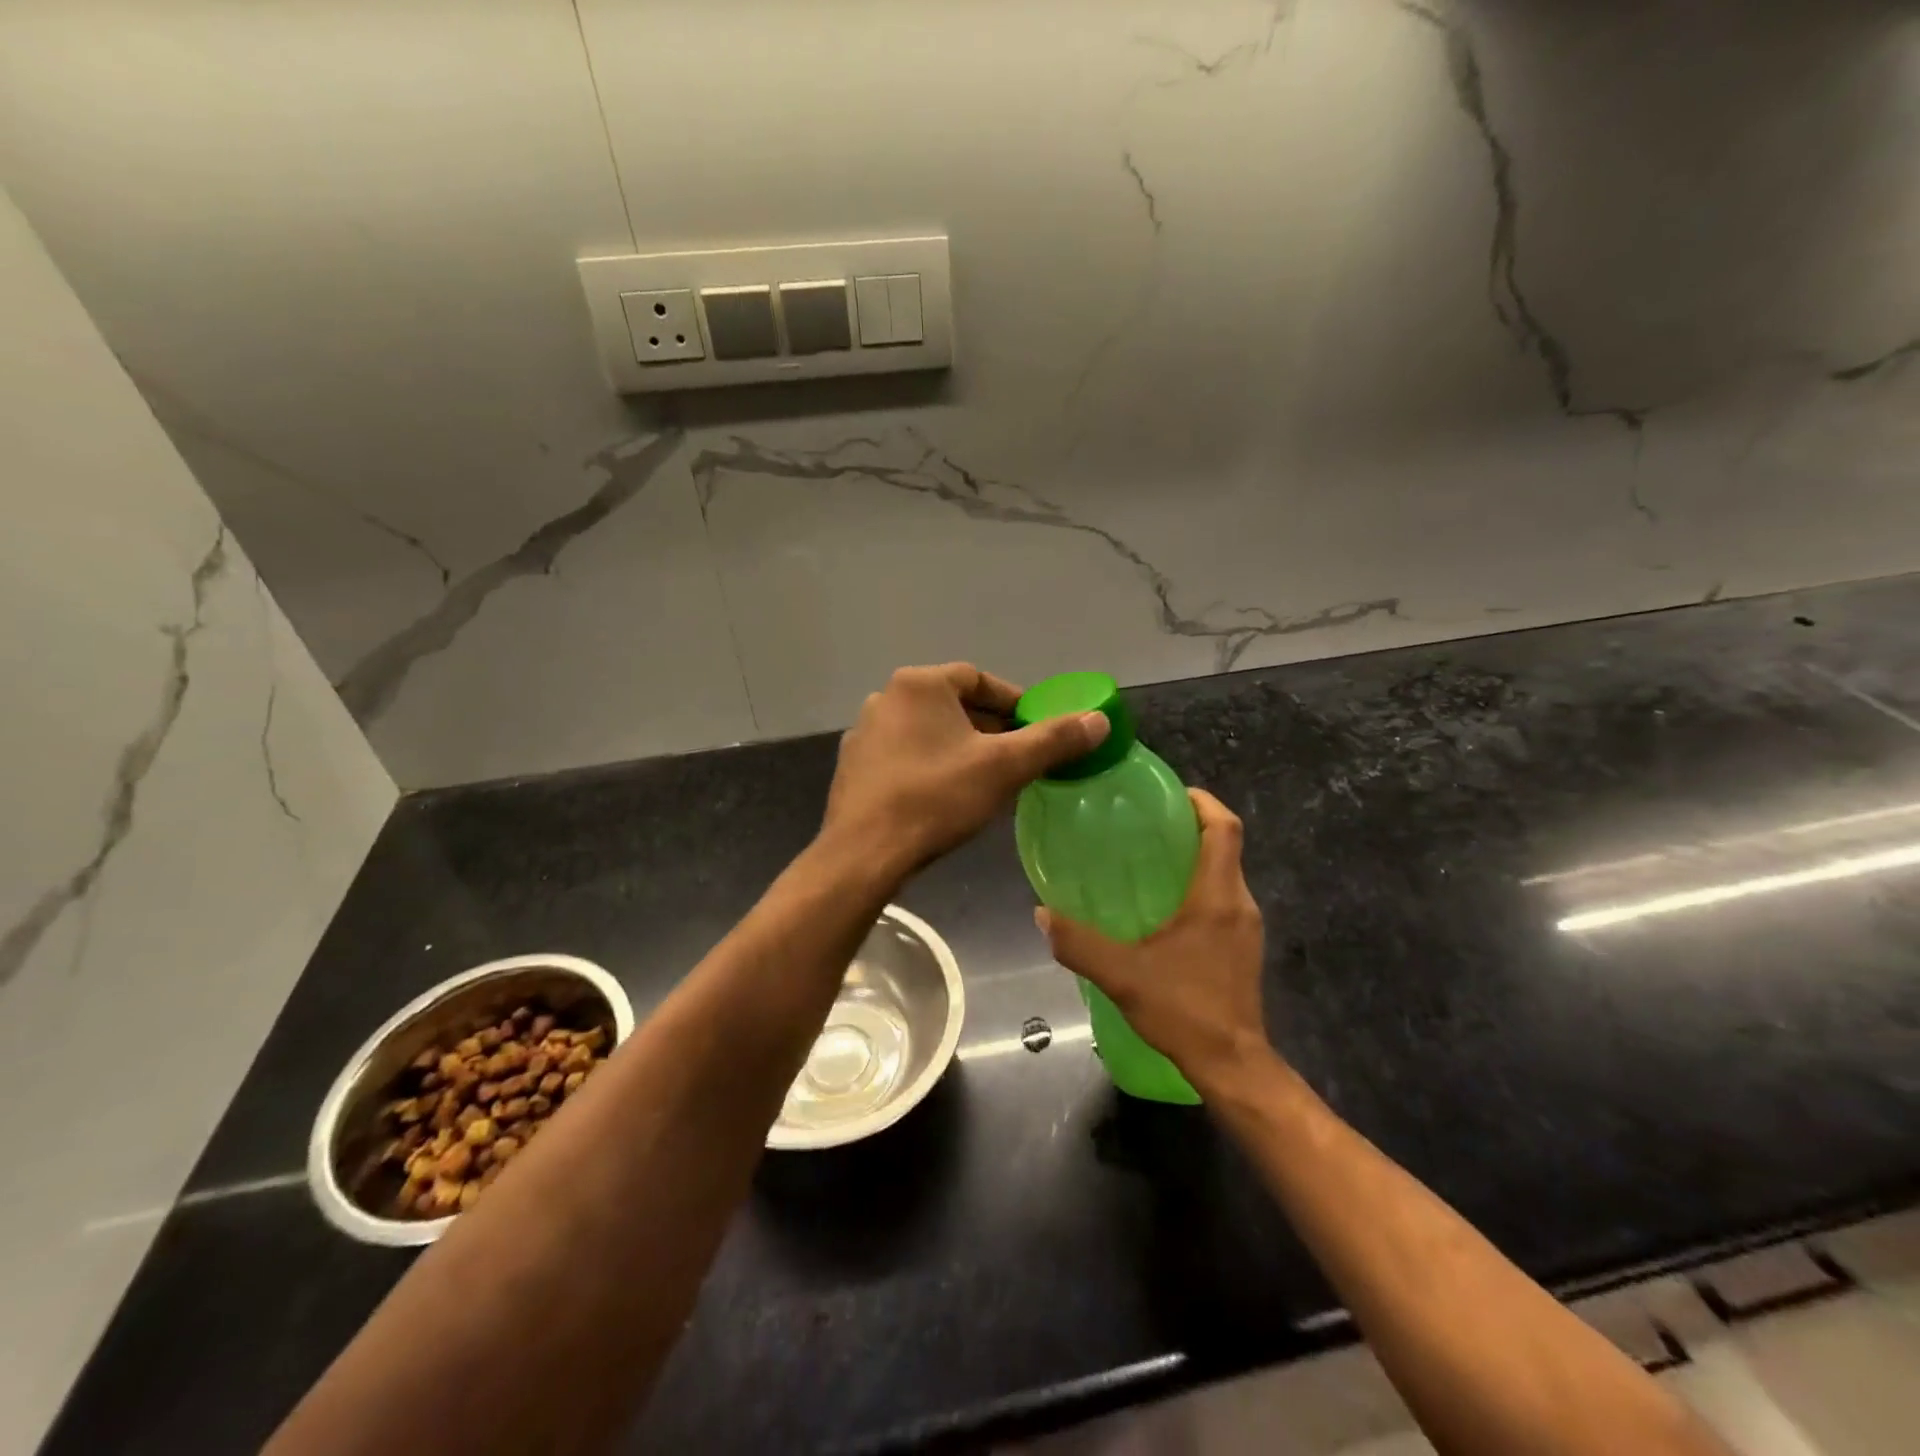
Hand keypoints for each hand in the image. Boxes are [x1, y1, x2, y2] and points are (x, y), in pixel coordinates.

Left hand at [822, 663, 1108, 874]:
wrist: (864, 853)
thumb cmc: (936, 798)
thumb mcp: (1004, 767)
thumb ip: (1053, 740)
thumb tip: (1100, 719)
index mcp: (919, 684)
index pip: (978, 680)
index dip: (1013, 702)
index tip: (1036, 729)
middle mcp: (886, 698)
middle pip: (951, 704)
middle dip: (988, 728)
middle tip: (1017, 757)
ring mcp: (863, 733)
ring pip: (927, 731)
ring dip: (959, 747)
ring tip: (986, 778)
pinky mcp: (853, 767)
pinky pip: (903, 755)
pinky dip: (929, 765)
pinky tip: (944, 796)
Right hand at [1037, 789, 1273, 1092]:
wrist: (1233, 1065)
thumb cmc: (1184, 1010)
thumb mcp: (1122, 975)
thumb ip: (1079, 943)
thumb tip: (1041, 914)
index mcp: (1217, 896)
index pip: (1224, 828)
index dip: (1201, 801)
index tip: (1170, 792)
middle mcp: (1239, 903)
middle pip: (1225, 845)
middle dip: (1190, 825)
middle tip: (1145, 824)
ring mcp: (1245, 926)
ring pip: (1224, 872)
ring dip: (1193, 857)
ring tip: (1147, 859)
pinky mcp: (1242, 946)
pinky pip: (1222, 898)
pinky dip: (1197, 886)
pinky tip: (1161, 907)